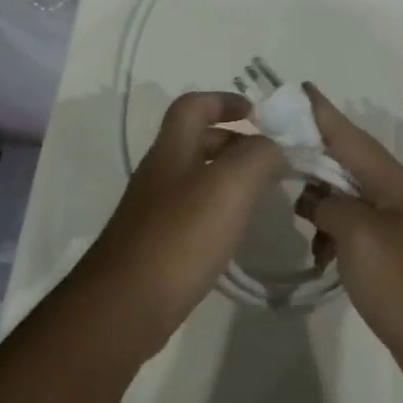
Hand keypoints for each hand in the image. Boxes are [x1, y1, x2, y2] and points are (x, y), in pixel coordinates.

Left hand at [71, 92, 286, 351]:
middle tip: (272, 160)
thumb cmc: (180, 235)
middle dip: (235, 142)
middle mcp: (160, 173)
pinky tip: (238, 232)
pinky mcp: (158, 244)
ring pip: (197, 178)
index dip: (224, 100)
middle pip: (196, 141)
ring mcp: (155, 210)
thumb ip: (258, 155)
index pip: (193, 105)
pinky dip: (220, 211)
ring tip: (264, 194)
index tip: (260, 114)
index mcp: (172, 149)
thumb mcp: (229, 184)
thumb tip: (274, 147)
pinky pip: (194, 213)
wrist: (128, 303)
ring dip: (230, 178)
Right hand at [294, 83, 402, 402]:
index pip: (352, 137)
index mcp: (397, 184)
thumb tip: (316, 201)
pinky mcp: (398, 264)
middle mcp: (401, 200)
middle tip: (276, 150)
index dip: (324, 113)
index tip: (300, 88)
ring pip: (351, 202)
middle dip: (315, 155)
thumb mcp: (361, 235)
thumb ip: (331, 206)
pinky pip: (357, 235)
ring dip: (321, 205)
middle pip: (350, 166)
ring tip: (293, 216)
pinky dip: (334, 238)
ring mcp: (402, 233)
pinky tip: (318, 257)